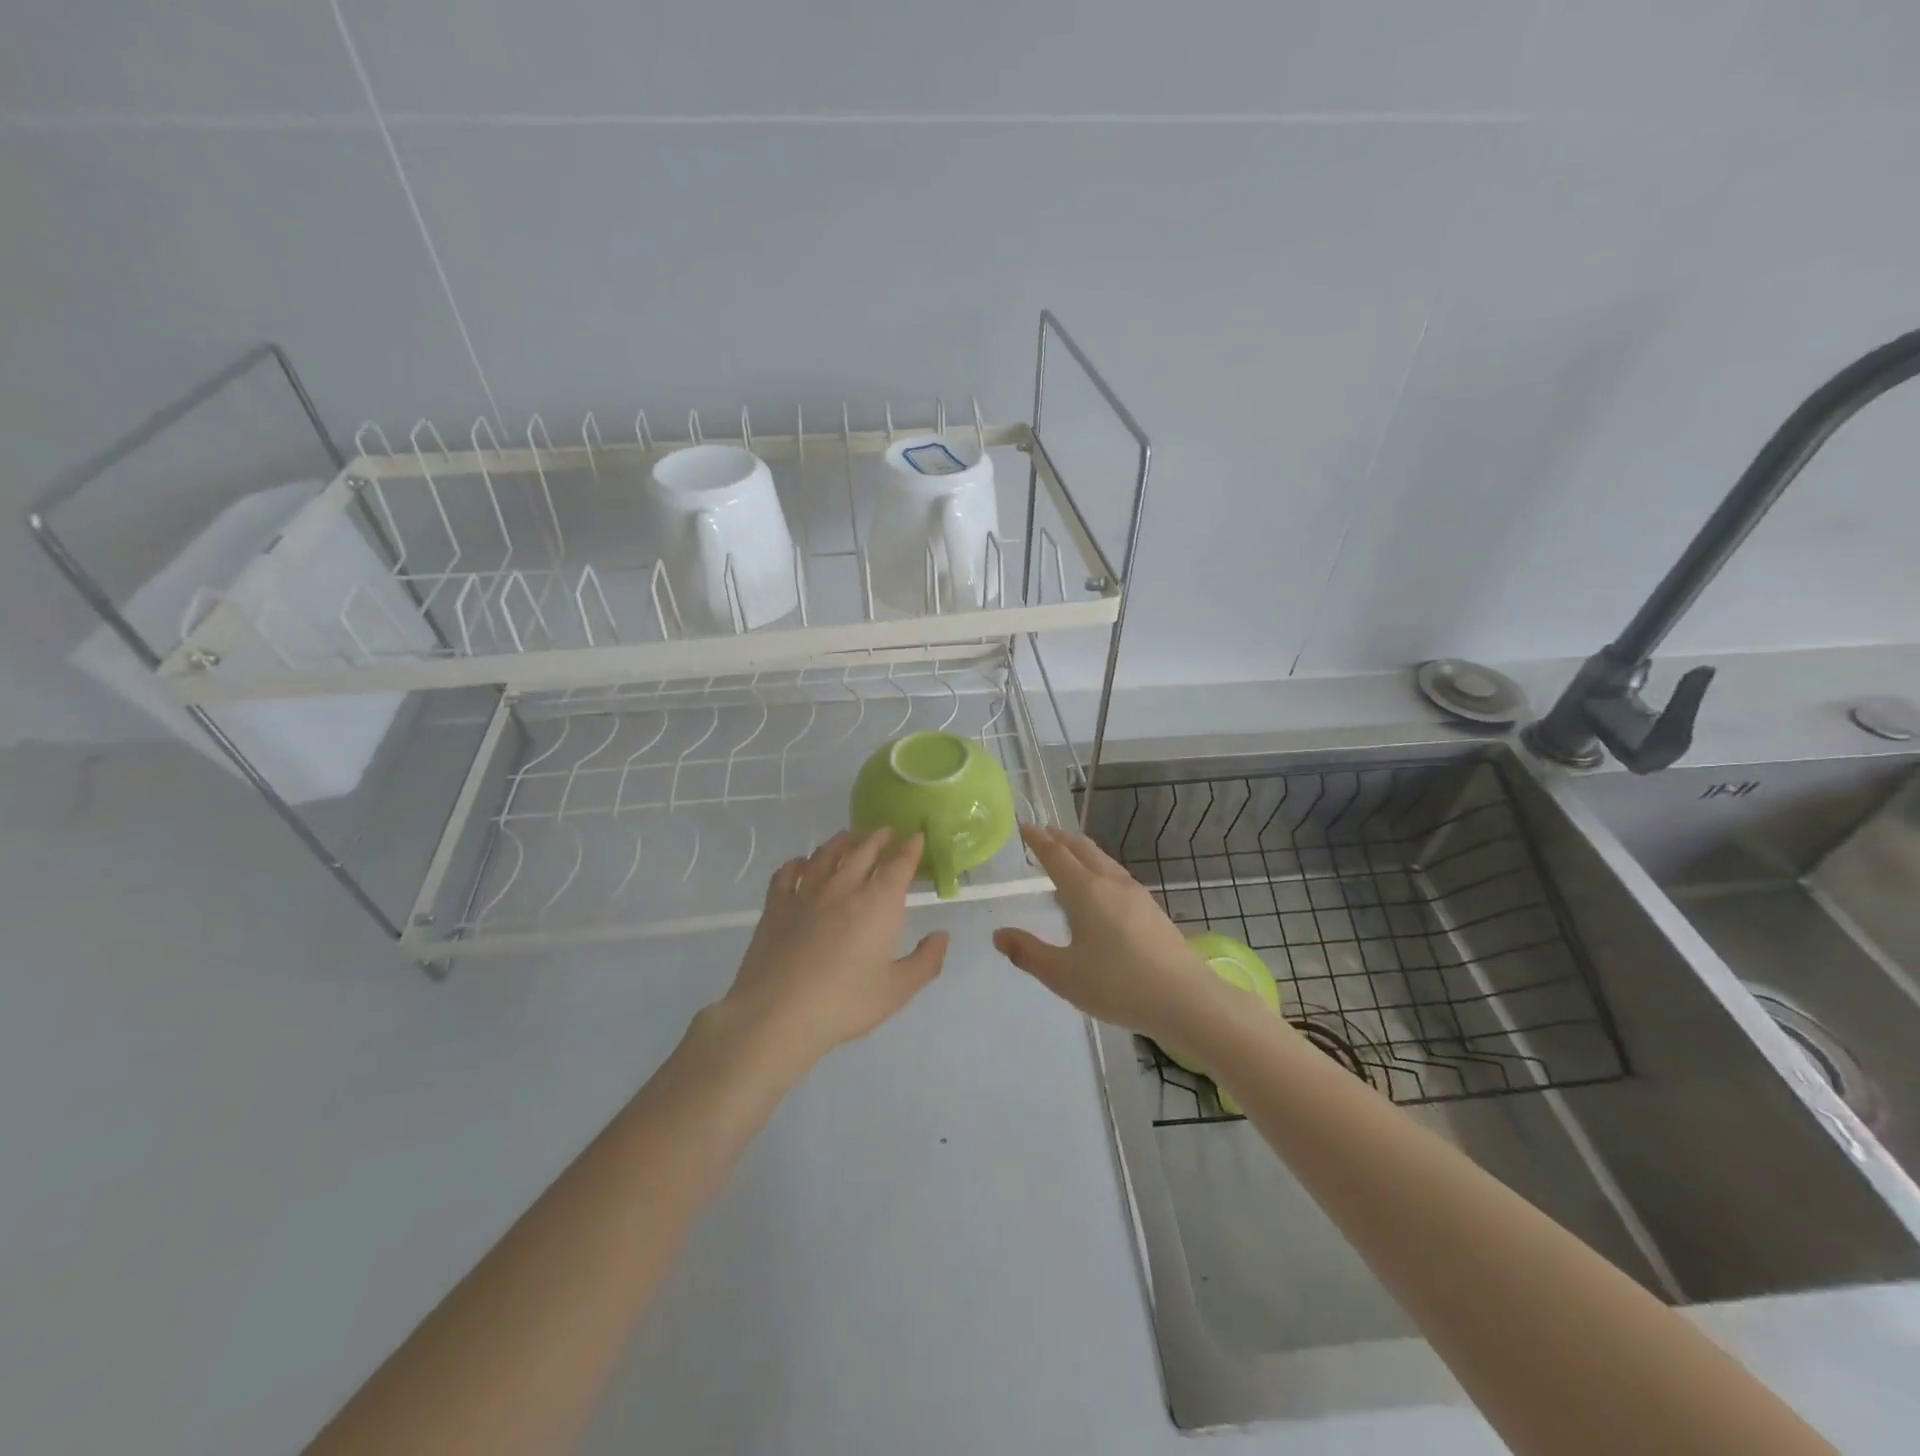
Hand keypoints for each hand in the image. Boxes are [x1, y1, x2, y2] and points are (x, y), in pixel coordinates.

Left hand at [714, 827, 947, 1073]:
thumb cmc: (844, 1004)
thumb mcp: (897, 991)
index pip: (899, 864)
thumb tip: (941, 936)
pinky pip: (787, 873)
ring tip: (851, 837)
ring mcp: (806, 893)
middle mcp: (843, 888)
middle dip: (879, 837)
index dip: (910, 848)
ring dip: (843, 841)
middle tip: (887, 832)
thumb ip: (925, 961)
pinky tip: (802, 863)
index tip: (917, 837)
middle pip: (863, 850)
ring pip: (826, 854)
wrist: (777, 1015)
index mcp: (878, 903)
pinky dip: (798, 862)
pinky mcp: (776, 906)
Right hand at [993, 823, 1223, 1044]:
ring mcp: (1136, 894)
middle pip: (1082, 849)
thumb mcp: (1063, 975)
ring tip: (1068, 855)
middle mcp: (1111, 883)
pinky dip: (1097, 868)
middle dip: (1061, 838)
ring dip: (1081, 851)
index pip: (1056, 855)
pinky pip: (1116, 875)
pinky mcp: (1151, 909)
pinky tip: (1099, 889)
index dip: (1038, 840)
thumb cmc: (1118, 985)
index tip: (1024, 826)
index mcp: (1086, 891)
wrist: (1185, 999)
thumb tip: (999, 935)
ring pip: (1103, 860)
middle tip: (1043, 833)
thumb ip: (1028, 953)